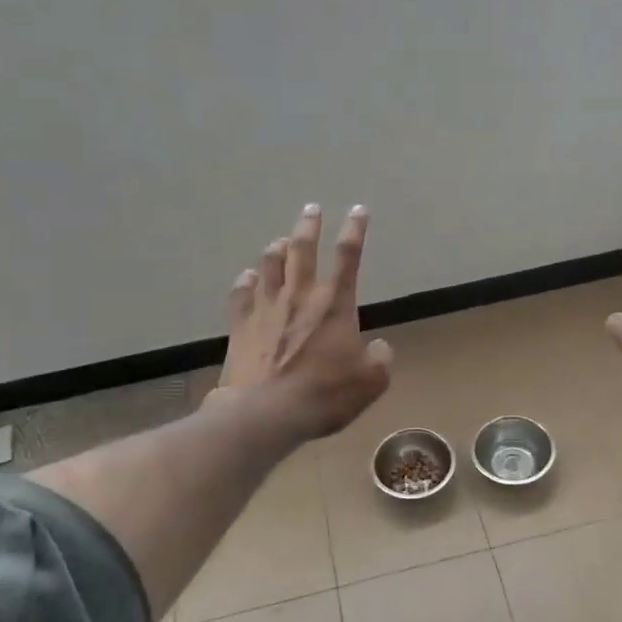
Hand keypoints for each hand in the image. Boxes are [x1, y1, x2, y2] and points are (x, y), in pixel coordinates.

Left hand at [214, 204, 393, 441]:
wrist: (265, 412)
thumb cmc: (324, 394)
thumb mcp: (370, 382)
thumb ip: (380, 359)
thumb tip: (379, 347)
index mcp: (334, 304)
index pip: (348, 256)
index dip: (355, 230)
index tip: (359, 210)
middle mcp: (300, 295)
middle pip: (303, 249)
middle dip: (309, 225)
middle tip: (311, 208)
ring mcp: (266, 308)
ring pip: (270, 264)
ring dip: (277, 248)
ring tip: (281, 240)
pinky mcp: (241, 325)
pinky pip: (242, 293)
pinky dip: (246, 280)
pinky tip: (248, 276)